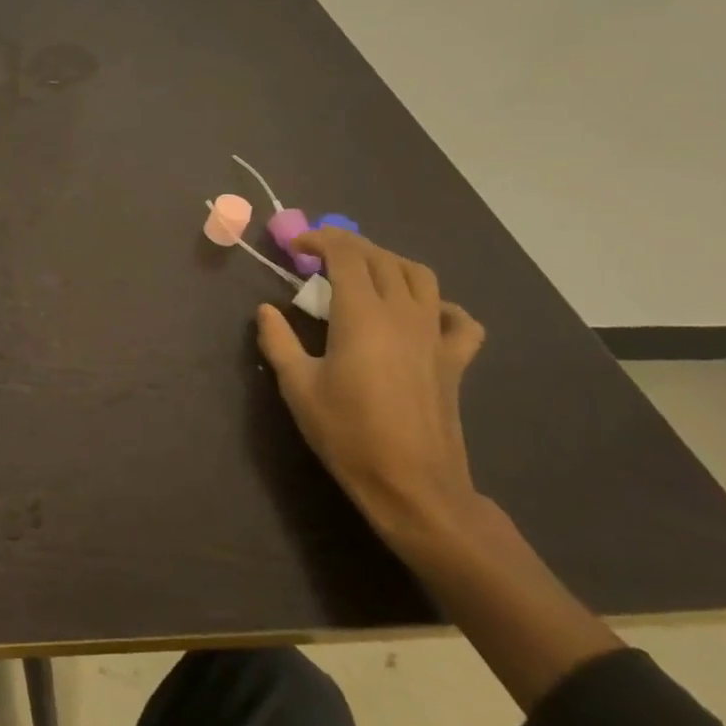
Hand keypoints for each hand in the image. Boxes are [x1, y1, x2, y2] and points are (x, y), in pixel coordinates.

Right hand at [255, 228, 485, 545]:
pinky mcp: (455, 361)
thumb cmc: (347, 433)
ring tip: (363, 274)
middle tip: (318, 257)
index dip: (319, 240)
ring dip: (389, 263)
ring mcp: (435, 336)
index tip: (294, 247)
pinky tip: (421, 314)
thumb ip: (278, 341)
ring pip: (421, 277)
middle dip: (348, 245)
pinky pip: (458, 319)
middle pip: (381, 257)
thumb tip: (266, 310)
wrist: (413, 486)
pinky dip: (439, 305)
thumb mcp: (297, 386)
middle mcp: (403, 314)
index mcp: (362, 315)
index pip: (346, 254)